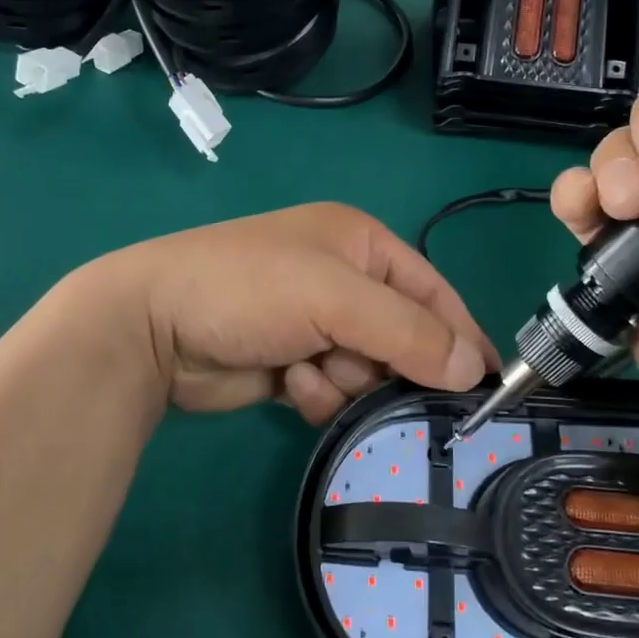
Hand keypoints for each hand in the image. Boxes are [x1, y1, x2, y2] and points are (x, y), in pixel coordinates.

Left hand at [91, 204, 496, 424]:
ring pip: (368, 370)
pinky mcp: (291, 362)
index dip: (460, 335)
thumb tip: (473, 369)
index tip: (487, 386)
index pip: (433, 291)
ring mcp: (314, 323)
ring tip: (312, 374)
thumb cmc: (248, 290)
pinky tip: (288, 384)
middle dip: (388, 365)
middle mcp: (343, 280)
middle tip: (375, 382)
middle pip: (403, 337)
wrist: (151, 326)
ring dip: (346, 381)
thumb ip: (408, 332)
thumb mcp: (335, 299)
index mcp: (360, 244)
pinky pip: (333, 389)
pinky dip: (317, 393)